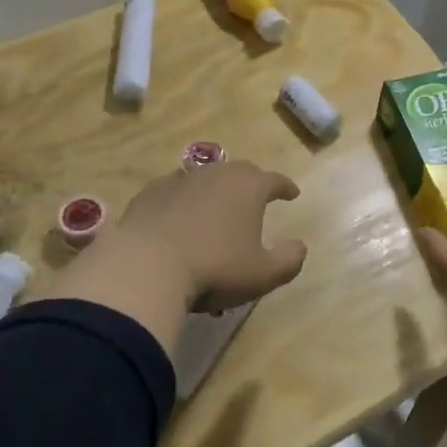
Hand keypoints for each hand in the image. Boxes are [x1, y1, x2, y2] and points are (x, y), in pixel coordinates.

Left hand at [112, 159, 307, 308]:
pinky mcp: (150, 193)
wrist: (146, 267)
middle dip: (252, 182)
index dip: (285, 187)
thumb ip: (288, 260)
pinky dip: (183, 200)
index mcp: (248, 188)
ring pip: (205, 178)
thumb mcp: (262, 274)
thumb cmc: (214, 269)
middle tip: (256, 196)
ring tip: (216, 208)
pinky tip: (179, 216)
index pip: (274, 180)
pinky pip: (174, 190)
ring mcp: (180, 180)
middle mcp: (216, 174)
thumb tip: (300, 246)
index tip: (292, 194)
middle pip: (239, 171)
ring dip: (215, 189)